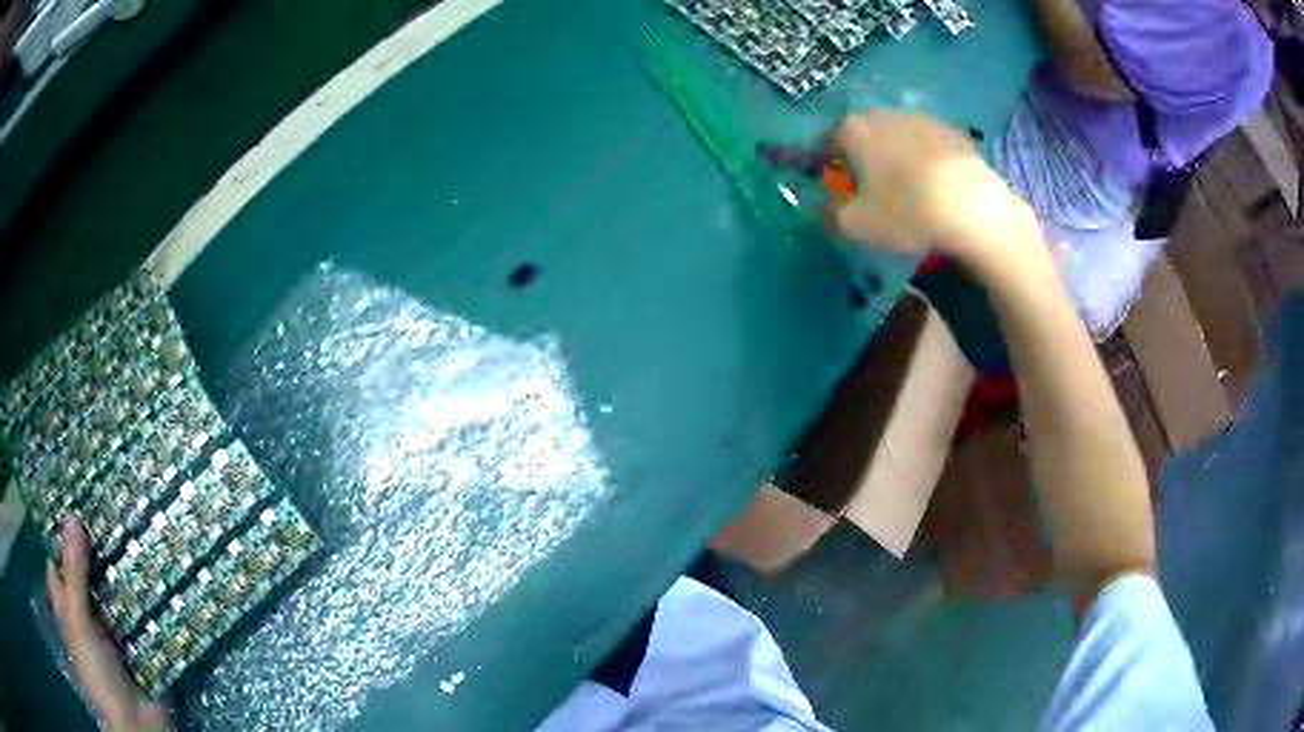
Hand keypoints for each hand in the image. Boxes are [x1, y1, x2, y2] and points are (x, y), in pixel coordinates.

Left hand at [47, 517, 171, 731]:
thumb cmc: (96, 673)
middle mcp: (86, 615)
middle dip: (96, 548)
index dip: (61, 535)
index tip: (75, 501)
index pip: (57, 562)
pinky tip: (156, 573)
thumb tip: (71, 515)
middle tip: (110, 507)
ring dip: (123, 571)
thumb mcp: (78, 623)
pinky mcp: (138, 644)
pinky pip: (139, 614)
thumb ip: (74, 575)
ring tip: (136, 531)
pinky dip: (145, 598)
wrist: (139, 726)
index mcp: (67, 609)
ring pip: (114, 592)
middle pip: (86, 574)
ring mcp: (113, 631)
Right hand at [824, 111, 1036, 265]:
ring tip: (911, 189)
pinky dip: (926, 159)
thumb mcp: (856, 225)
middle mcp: (882, 113)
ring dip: (897, 156)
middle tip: (876, 191)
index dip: (830, 168)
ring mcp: (921, 118)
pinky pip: (928, 145)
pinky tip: (937, 186)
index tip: (841, 191)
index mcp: (852, 129)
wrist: (972, 207)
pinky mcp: (952, 131)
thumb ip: (830, 213)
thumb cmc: (905, 212)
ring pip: (898, 137)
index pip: (827, 143)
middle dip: (865, 158)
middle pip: (864, 135)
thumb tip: (825, 204)